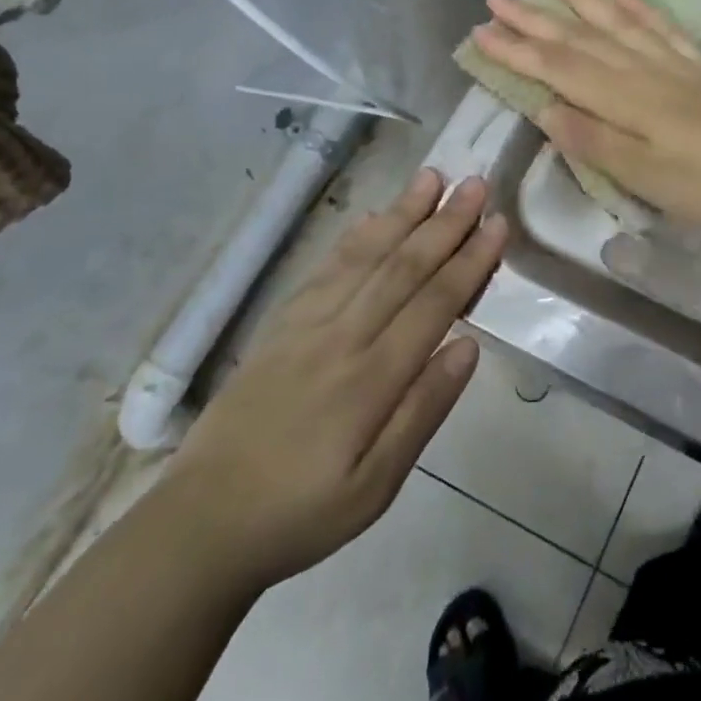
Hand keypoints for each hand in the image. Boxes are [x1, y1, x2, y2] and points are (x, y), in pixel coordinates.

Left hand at [164, 171, 504, 591]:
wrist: (202, 522)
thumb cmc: (302, 512)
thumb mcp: (376, 486)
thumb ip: (423, 411)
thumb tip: (468, 347)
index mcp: (370, 378)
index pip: (433, 303)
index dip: (469, 261)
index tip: (498, 224)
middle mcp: (341, 337)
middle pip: (402, 267)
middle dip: (445, 222)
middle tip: (476, 183)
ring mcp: (305, 326)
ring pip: (365, 257)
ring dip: (402, 214)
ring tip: (432, 178)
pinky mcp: (280, 325)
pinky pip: (325, 269)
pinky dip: (355, 238)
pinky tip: (373, 217)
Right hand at [471, 0, 700, 230]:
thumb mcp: (642, 175)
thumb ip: (593, 140)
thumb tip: (545, 110)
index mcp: (622, 98)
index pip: (558, 68)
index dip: (517, 51)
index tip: (481, 32)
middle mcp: (640, 70)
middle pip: (579, 38)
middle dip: (535, 17)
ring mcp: (670, 64)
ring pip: (616, 22)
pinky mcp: (696, 67)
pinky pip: (661, 28)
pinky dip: (639, 7)